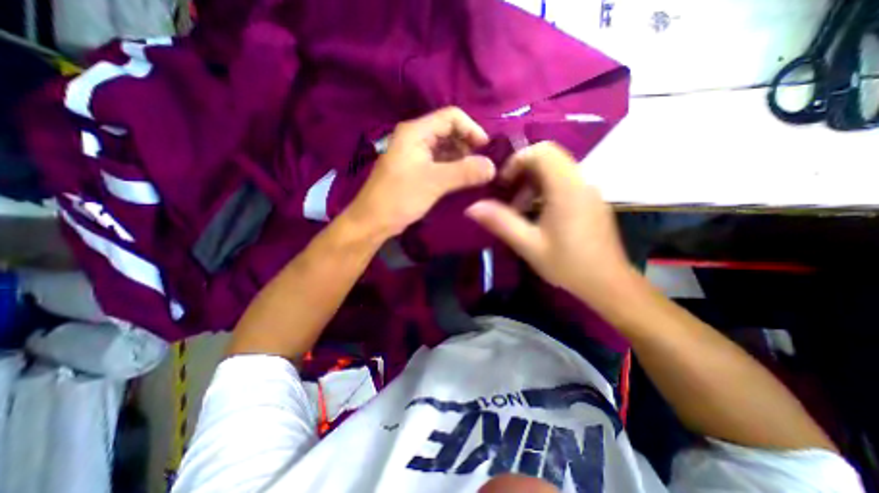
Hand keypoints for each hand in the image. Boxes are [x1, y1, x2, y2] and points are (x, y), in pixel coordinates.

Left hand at [343, 105, 493, 237]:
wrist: (374, 221)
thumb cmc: (400, 197)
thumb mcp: (434, 182)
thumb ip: (465, 172)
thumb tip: (492, 166)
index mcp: (416, 131)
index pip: (451, 117)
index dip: (472, 129)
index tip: (487, 150)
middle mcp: (415, 138)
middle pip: (449, 131)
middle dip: (468, 145)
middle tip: (483, 164)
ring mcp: (415, 155)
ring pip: (445, 149)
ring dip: (462, 158)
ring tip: (477, 174)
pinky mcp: (416, 170)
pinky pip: (439, 163)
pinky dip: (453, 168)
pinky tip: (463, 179)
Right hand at [467, 139, 631, 300]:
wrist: (607, 283)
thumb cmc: (568, 264)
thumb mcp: (528, 244)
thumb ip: (500, 222)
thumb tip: (472, 208)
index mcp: (567, 188)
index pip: (542, 151)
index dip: (517, 161)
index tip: (504, 185)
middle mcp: (581, 181)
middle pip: (548, 157)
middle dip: (522, 173)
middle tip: (508, 198)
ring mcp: (588, 190)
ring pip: (556, 170)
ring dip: (532, 183)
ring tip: (519, 210)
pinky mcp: (590, 200)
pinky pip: (564, 183)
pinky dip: (545, 190)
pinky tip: (537, 215)